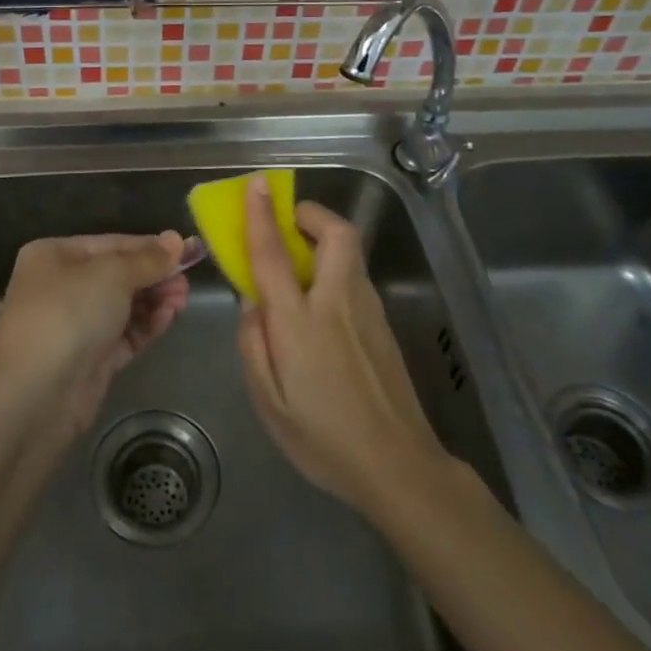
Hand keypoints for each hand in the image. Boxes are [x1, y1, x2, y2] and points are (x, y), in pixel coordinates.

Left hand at [0, 232, 189, 435]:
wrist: (35, 394)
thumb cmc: (68, 314)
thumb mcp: (112, 275)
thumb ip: (148, 259)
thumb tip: (177, 240)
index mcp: (55, 255)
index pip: (112, 244)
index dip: (151, 247)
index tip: (188, 250)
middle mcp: (62, 286)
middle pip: (120, 275)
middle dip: (155, 276)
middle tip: (186, 282)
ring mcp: (75, 325)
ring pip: (125, 306)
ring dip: (155, 301)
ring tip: (181, 301)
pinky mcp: (90, 359)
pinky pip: (125, 334)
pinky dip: (147, 325)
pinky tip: (168, 318)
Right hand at [237, 178, 447, 512]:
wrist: (398, 466)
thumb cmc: (322, 438)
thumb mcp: (268, 402)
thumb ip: (253, 344)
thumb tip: (251, 303)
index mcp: (300, 322)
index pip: (275, 254)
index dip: (262, 215)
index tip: (258, 184)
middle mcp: (337, 303)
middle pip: (336, 233)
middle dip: (312, 214)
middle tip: (290, 223)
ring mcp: (368, 311)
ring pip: (350, 252)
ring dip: (325, 239)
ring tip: (300, 264)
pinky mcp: (384, 324)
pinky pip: (355, 277)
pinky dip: (335, 267)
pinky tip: (321, 305)